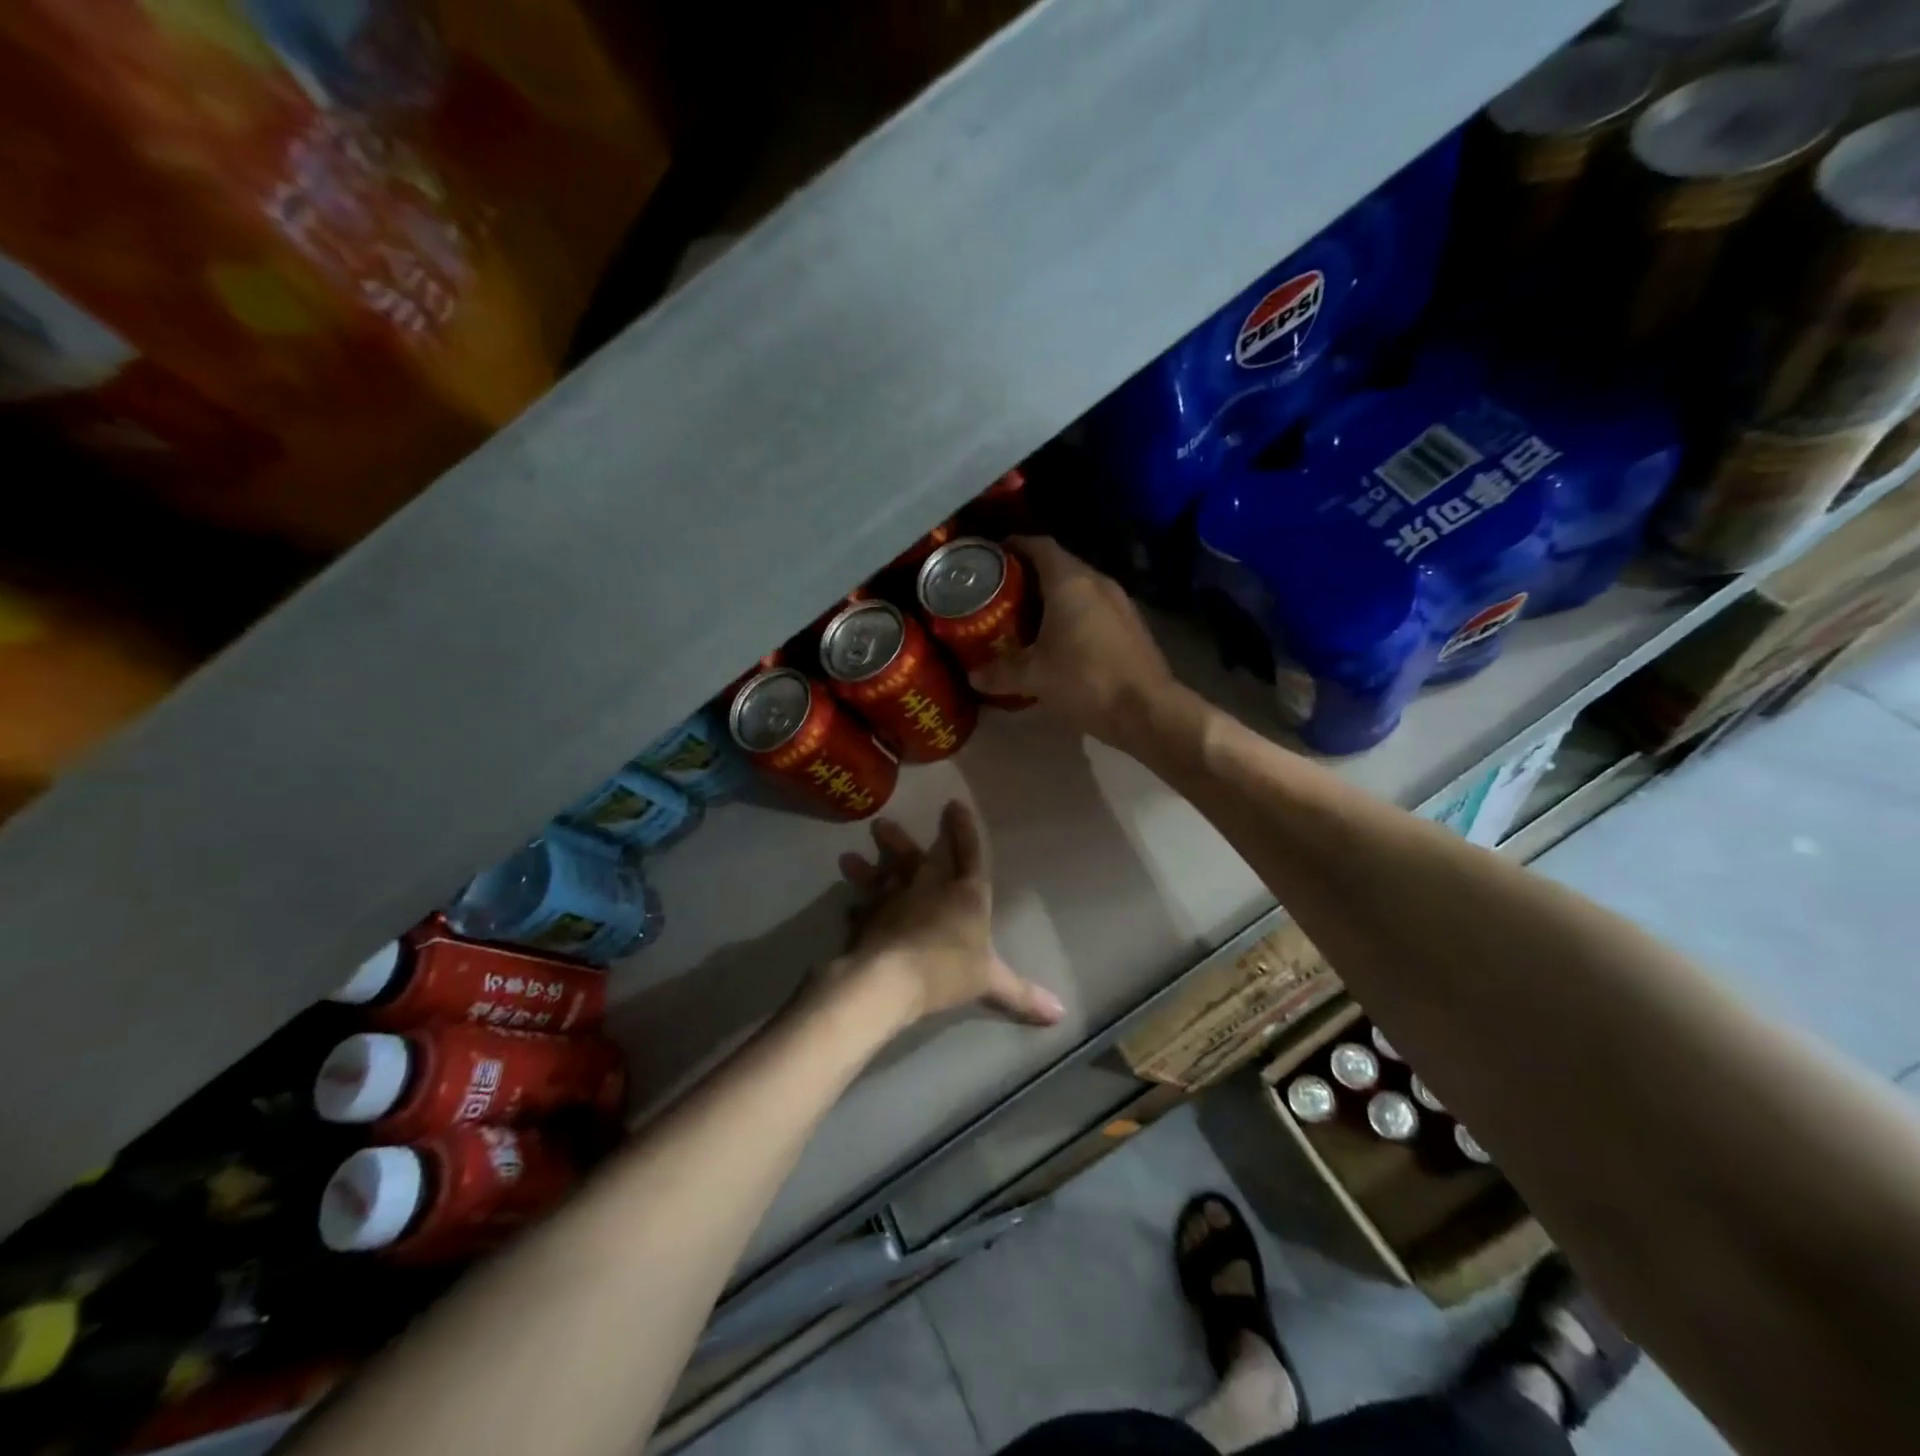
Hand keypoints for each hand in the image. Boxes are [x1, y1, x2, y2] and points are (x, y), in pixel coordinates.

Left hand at [834, 802, 1064, 1027]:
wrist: (892, 978)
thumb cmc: (948, 971)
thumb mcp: (991, 983)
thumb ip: (1022, 995)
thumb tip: (1062, 1013)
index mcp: (966, 894)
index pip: (969, 854)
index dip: (963, 829)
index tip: (953, 804)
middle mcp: (929, 887)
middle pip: (919, 856)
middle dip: (903, 840)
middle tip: (882, 822)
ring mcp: (895, 898)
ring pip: (883, 873)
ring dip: (870, 864)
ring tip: (849, 856)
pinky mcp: (868, 916)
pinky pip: (861, 906)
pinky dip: (855, 904)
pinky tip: (848, 904)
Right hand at [968, 536, 1177, 745]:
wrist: (1147, 710)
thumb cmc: (1085, 680)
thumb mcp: (1034, 677)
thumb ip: (1001, 672)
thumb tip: (974, 675)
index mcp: (1070, 582)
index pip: (1040, 546)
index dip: (1016, 545)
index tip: (995, 554)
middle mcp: (1098, 582)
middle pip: (1061, 565)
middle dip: (1032, 574)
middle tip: (1004, 591)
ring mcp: (1121, 603)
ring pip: (1081, 588)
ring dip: (1056, 597)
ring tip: (1029, 616)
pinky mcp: (1133, 626)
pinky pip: (1096, 608)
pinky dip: (1076, 614)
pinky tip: (1062, 640)